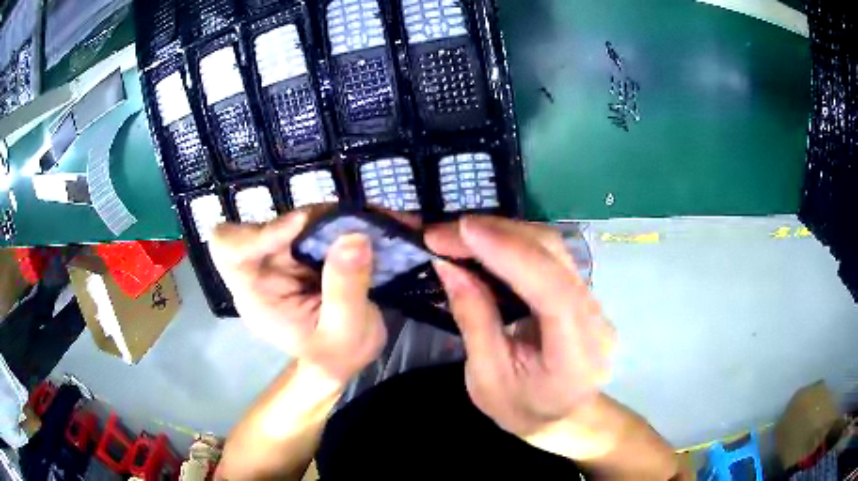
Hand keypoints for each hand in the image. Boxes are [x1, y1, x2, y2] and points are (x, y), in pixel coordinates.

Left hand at [209, 207, 385, 384]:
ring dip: (322, 219)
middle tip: (345, 225)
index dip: (256, 233)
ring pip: (288, 220)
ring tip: (359, 228)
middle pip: (261, 226)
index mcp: (254, 296)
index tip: (301, 224)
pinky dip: (333, 222)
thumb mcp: (346, 333)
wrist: (345, 357)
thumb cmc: (337, 354)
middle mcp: (260, 272)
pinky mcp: (299, 251)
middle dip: (302, 222)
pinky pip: (309, 224)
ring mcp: (279, 259)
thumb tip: (354, 236)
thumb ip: (346, 290)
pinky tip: (356, 232)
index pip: (229, 251)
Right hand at [426, 216, 615, 457]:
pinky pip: (550, 257)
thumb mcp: (486, 379)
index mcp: (575, 355)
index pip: (552, 290)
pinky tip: (487, 244)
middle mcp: (595, 319)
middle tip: (447, 231)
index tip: (463, 230)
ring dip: (505, 233)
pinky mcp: (584, 293)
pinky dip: (515, 244)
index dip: (510, 253)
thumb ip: (473, 320)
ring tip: (461, 234)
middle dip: (499, 233)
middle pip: (555, 256)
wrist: (565, 418)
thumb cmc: (524, 410)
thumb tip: (449, 266)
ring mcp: (594, 302)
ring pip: (554, 248)